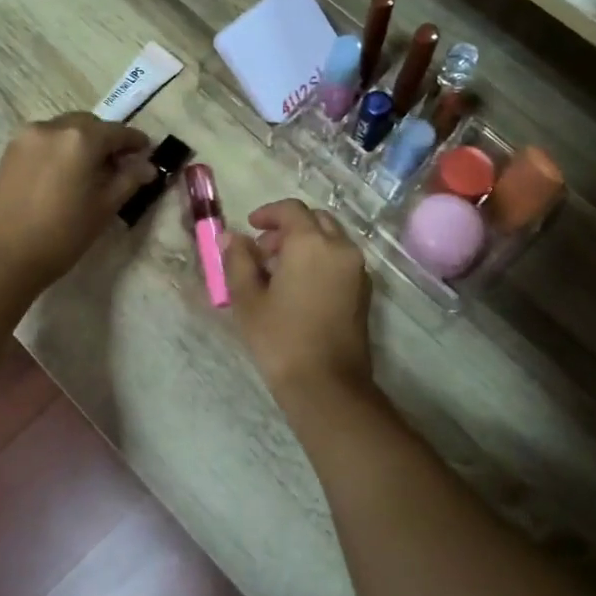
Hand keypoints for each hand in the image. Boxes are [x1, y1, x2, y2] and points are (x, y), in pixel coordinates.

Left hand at [0, 113, 155, 292]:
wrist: (3, 256)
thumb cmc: (63, 234)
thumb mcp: (104, 207)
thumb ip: (128, 180)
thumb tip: (147, 166)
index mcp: (81, 138)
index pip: (117, 132)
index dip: (135, 142)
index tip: (147, 152)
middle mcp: (53, 127)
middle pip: (89, 124)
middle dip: (107, 139)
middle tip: (119, 164)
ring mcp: (27, 136)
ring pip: (65, 130)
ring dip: (82, 142)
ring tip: (90, 170)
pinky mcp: (10, 151)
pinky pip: (45, 140)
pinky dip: (60, 148)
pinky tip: (65, 173)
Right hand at [224, 199, 373, 408]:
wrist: (327, 385)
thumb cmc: (281, 339)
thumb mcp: (248, 299)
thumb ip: (238, 261)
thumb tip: (231, 238)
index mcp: (311, 243)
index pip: (291, 210)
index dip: (268, 213)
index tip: (250, 228)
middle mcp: (340, 248)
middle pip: (315, 221)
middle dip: (288, 228)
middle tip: (263, 250)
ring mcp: (357, 270)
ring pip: (331, 240)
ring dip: (305, 244)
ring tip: (278, 272)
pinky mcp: (364, 291)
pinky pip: (340, 260)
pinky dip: (320, 260)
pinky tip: (299, 287)